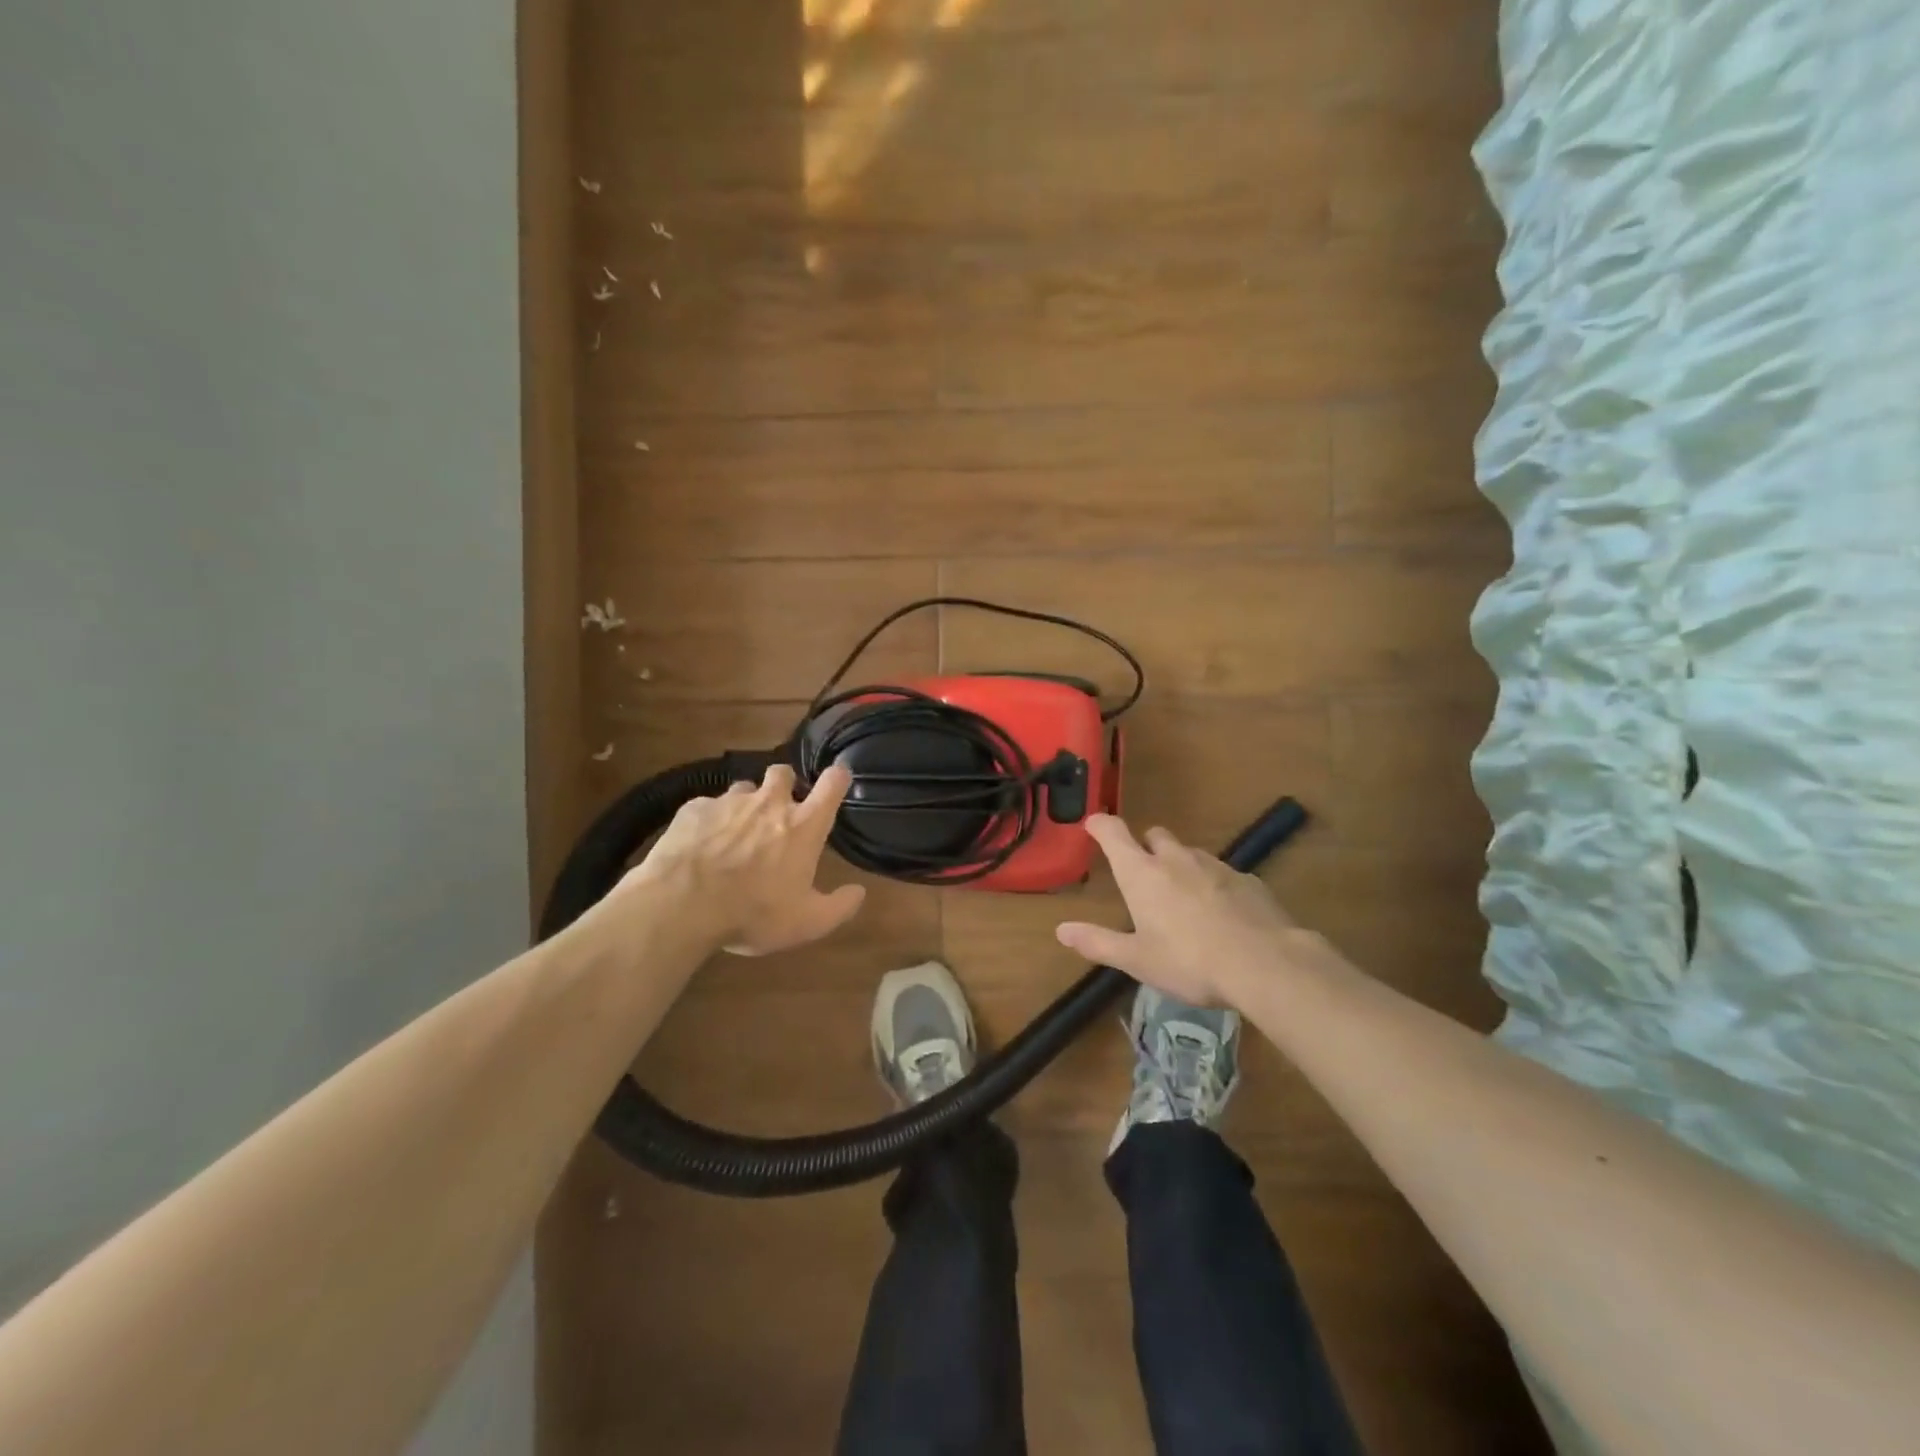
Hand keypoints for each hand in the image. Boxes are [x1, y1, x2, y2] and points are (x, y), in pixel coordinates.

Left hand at [631, 764, 866, 956]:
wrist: (682, 905)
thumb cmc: (753, 913)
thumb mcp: (806, 923)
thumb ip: (838, 907)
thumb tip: (859, 892)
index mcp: (803, 825)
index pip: (832, 783)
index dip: (837, 778)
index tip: (836, 781)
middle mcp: (769, 803)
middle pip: (783, 772)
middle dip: (784, 784)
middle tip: (778, 811)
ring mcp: (729, 802)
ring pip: (743, 788)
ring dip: (746, 804)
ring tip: (735, 832)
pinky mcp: (694, 809)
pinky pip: (708, 806)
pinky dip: (710, 820)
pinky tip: (701, 845)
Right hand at [1055, 815, 1303, 1006]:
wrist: (1265, 964)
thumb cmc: (1189, 962)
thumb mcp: (1137, 959)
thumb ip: (1098, 942)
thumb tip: (1061, 930)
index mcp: (1142, 874)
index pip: (1114, 833)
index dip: (1101, 825)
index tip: (1093, 824)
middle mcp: (1176, 859)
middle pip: (1155, 835)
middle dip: (1145, 846)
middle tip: (1144, 874)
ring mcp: (1215, 865)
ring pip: (1190, 853)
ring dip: (1181, 866)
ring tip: (1184, 899)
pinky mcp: (1247, 879)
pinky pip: (1222, 873)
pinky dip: (1214, 885)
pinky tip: (1221, 914)